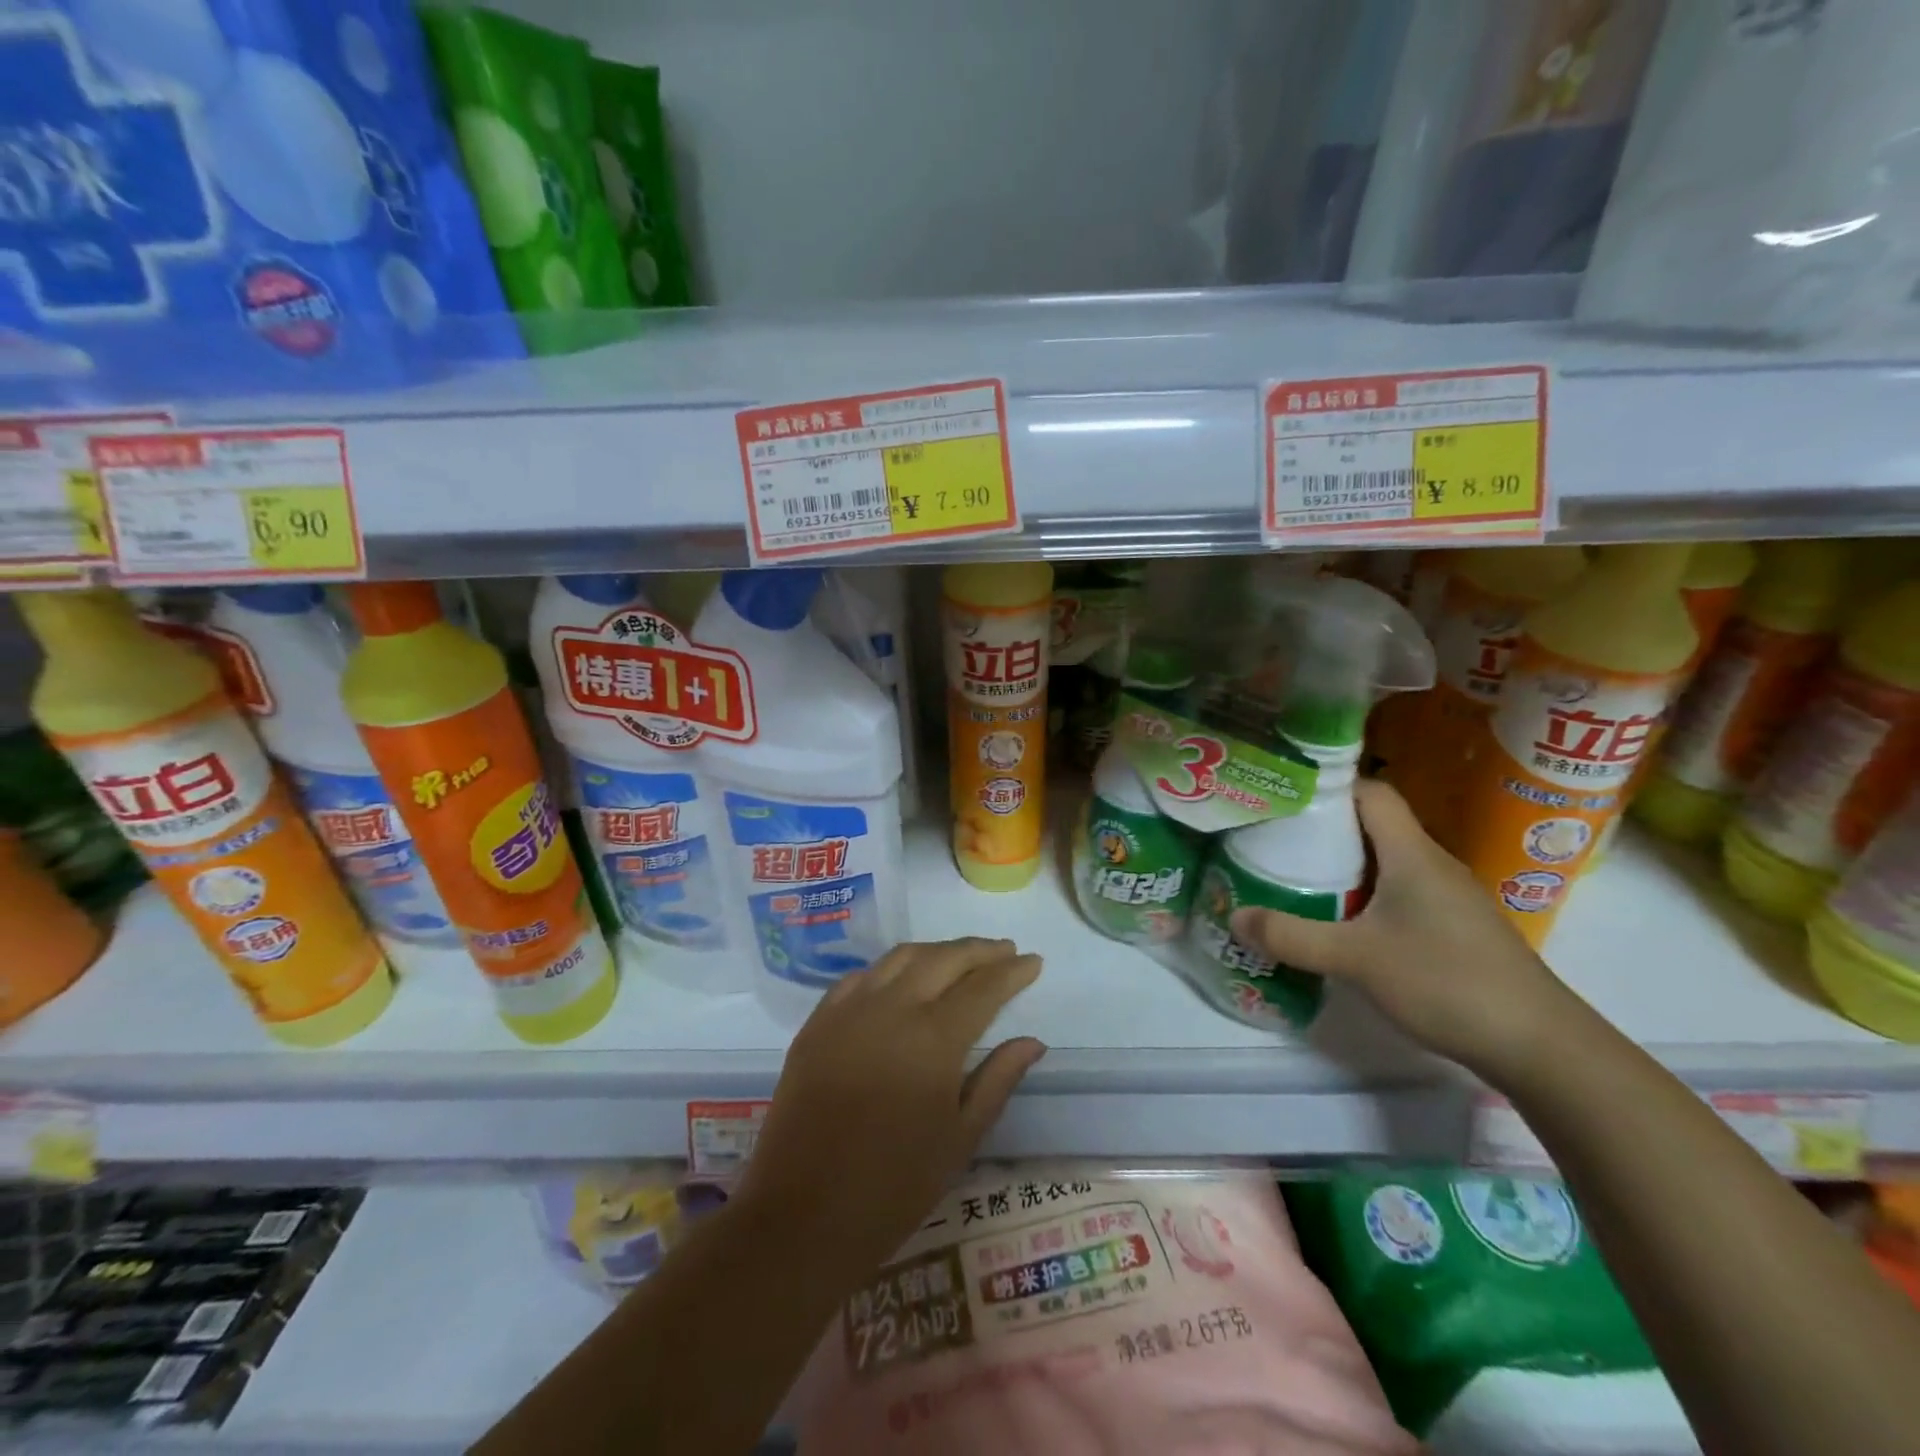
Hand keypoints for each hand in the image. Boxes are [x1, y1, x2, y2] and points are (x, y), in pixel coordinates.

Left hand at [735, 938, 1045, 1272]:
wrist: (801, 1215)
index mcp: (934, 1039)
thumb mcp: (960, 1139)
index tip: (1033, 961)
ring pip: (901, 957)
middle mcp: (892, 1008)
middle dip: (980, 951)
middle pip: (944, 959)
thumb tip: (1032, 1041)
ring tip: (960, 957)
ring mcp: (849, 1009)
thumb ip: (998, 1080)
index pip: (983, 988)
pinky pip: (861, 976)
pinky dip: (892, 967)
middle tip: (1005, 950)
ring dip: (937, 951)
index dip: (1011, 971)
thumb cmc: (893, 1188)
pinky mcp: (818, 1021)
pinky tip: (903, 977)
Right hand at [1230, 780, 1577, 1079]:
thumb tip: (1233, 917)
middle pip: (1373, 827)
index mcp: (1412, 854)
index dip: (1329, 788)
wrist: (1541, 1046)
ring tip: (1295, 881)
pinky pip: (1399, 895)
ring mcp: (1449, 899)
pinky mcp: (1455, 930)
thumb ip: (1291, 936)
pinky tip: (1341, 926)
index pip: (1371, 793)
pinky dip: (1365, 899)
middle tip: (1274, 843)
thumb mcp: (1356, 959)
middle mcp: (1432, 865)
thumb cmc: (1447, 981)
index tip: (1284, 799)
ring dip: (1343, 868)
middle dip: (1323, 831)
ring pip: (1386, 864)